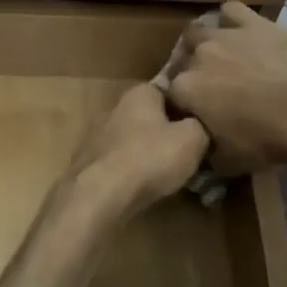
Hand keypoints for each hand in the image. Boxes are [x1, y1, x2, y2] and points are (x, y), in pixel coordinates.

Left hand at [67, 83, 208, 219]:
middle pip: (148, 117)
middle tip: (185, 153)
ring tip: (166, 175)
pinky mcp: (86, 163)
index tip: (198, 126)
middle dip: (164, 132)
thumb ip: (199, 126)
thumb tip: (197, 125)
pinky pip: (117, 163)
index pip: (167, 91)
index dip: (184, 108)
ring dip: (146, 154)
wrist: (100, 194)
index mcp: (139, 93)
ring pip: (131, 141)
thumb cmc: (150, 157)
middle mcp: (114, 107)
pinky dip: (129, 172)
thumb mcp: (193, 138)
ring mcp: (95, 136)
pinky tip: (141, 188)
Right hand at [164, 3, 286, 175]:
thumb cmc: (267, 139)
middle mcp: (197, 57)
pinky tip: (240, 31)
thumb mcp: (228, 162)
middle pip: (182, 61)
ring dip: (202, 43)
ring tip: (219, 56)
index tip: (193, 114)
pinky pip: (230, 10)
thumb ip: (205, 153)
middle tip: (209, 87)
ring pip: (197, 31)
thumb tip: (200, 151)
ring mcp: (224, 35)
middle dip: (189, 72)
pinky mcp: (252, 21)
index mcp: (185, 90)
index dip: (181, 105)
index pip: (170, 95)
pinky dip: (230, 19)